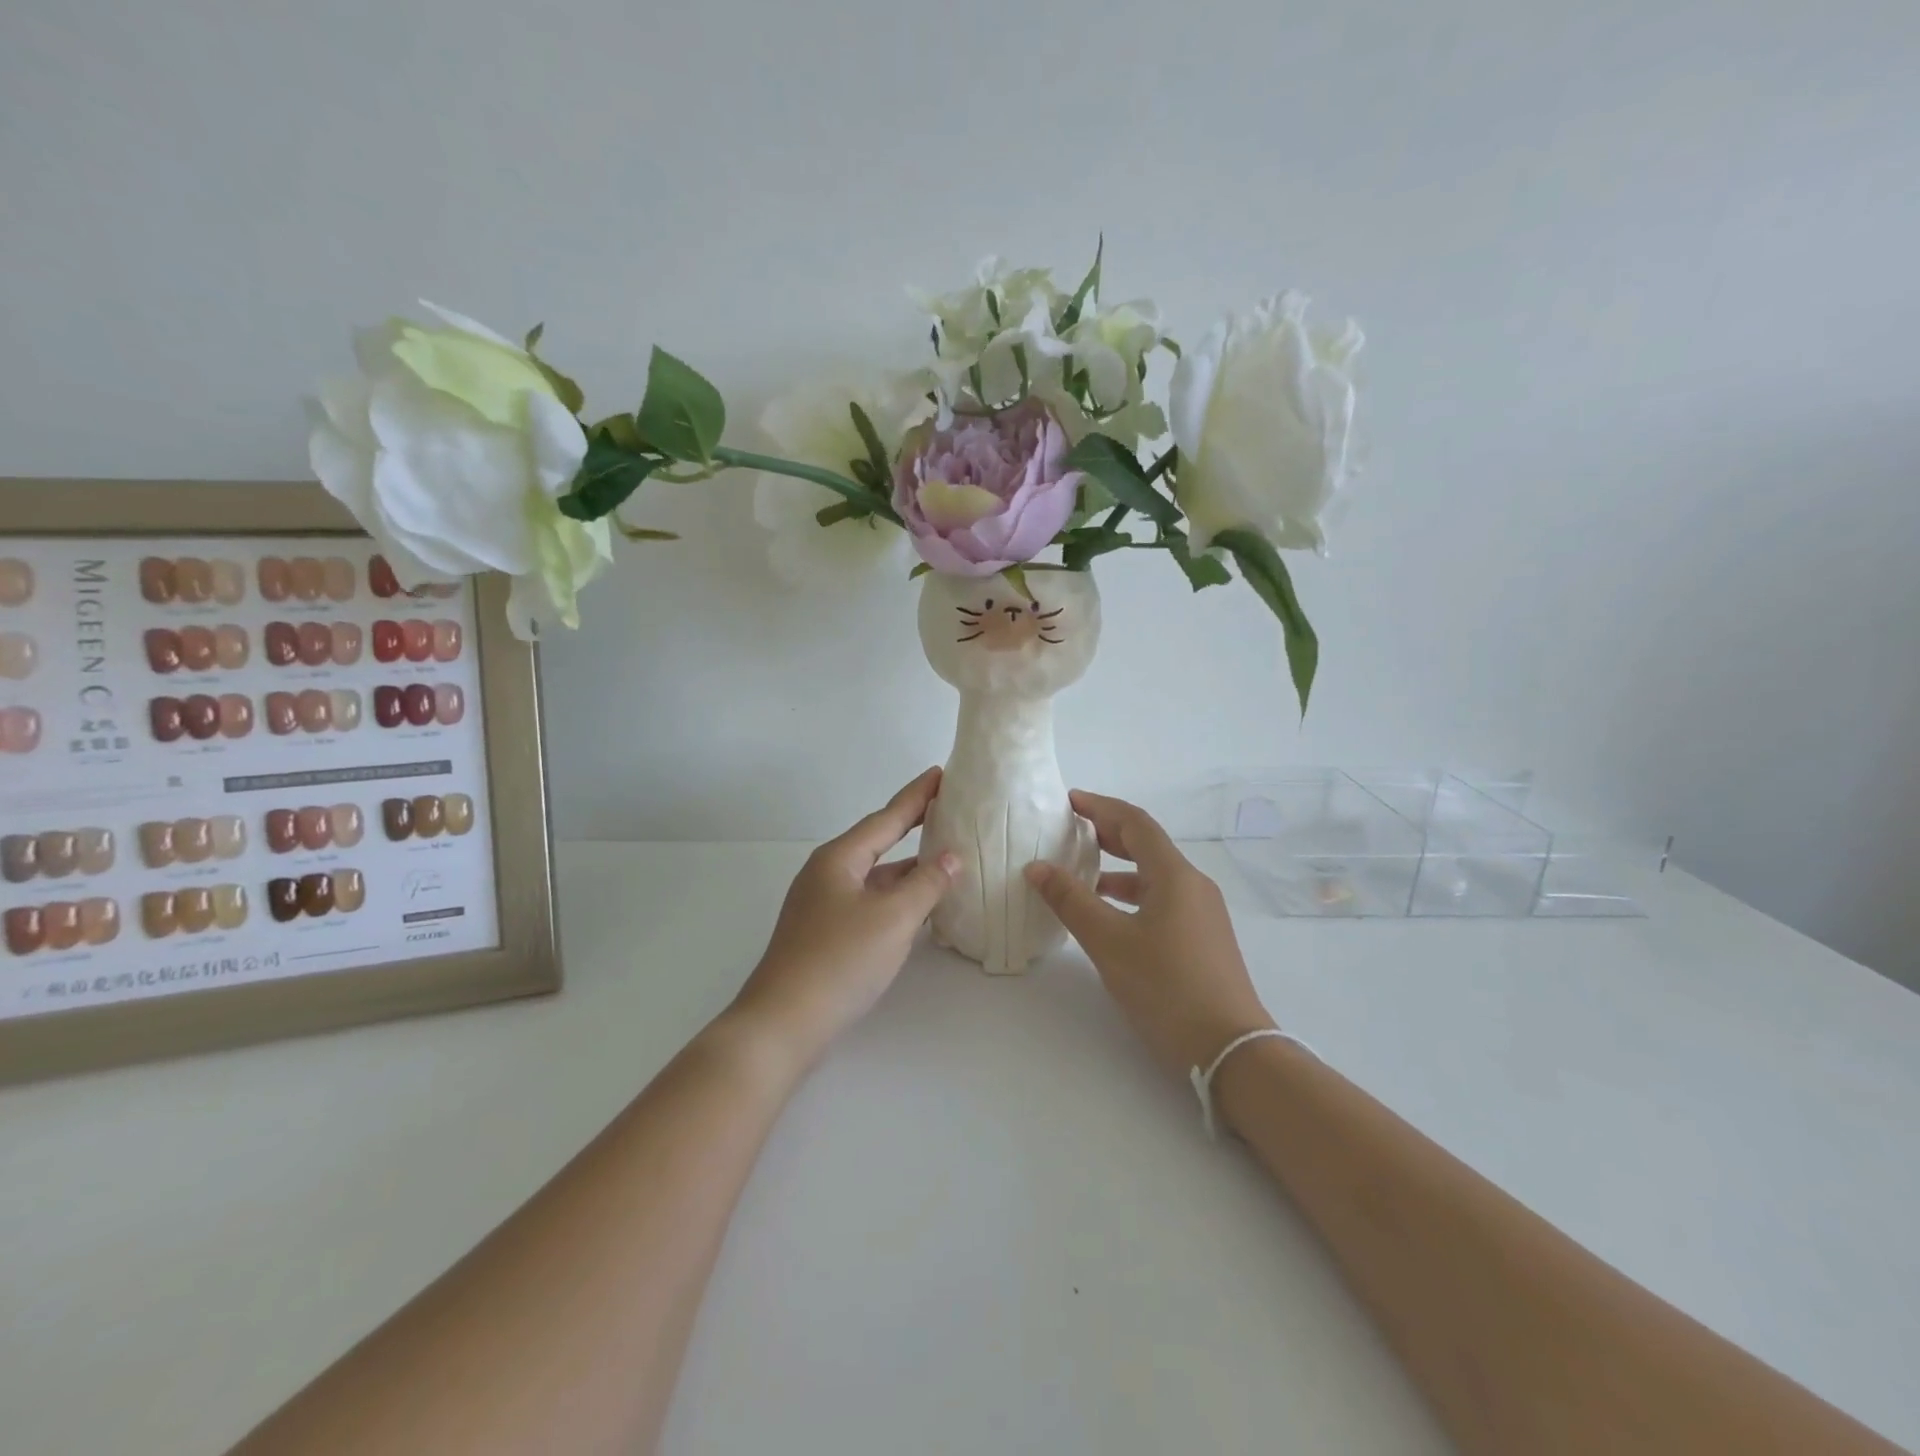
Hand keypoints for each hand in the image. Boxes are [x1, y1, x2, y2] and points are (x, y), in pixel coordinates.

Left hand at [731, 768, 958, 1070]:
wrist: (783, 1024)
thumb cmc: (839, 961)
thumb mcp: (893, 919)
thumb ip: (926, 884)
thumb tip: (950, 857)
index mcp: (839, 859)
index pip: (886, 818)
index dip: (916, 796)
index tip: (940, 773)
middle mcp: (827, 874)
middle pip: (877, 841)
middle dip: (911, 825)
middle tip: (945, 807)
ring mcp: (823, 904)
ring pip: (874, 874)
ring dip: (906, 865)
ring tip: (943, 855)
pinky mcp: (825, 933)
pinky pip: (869, 900)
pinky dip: (895, 895)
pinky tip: (917, 905)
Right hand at [1026, 791, 1272, 1075]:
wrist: (1231, 1049)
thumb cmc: (1166, 988)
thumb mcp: (1109, 943)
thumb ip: (1071, 901)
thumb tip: (1037, 867)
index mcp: (1174, 875)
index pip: (1134, 823)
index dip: (1100, 807)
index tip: (1068, 801)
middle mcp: (1193, 884)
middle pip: (1147, 844)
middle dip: (1108, 832)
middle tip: (1070, 830)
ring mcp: (1202, 912)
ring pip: (1155, 874)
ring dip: (1118, 867)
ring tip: (1082, 873)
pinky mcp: (1203, 937)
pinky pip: (1163, 898)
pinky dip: (1132, 894)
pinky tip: (1110, 915)